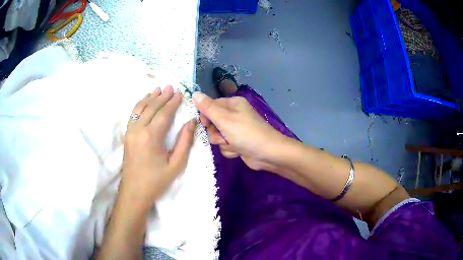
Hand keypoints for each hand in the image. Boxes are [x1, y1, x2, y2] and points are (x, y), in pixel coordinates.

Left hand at [120, 85, 195, 208]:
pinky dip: (140, 105)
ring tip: (158, 89)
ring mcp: (130, 131)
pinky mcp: (126, 135)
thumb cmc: (156, 180)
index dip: (173, 103)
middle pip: (151, 108)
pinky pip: (133, 114)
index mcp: (151, 137)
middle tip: (171, 87)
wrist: (134, 192)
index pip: (164, 114)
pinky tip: (145, 101)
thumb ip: (185, 142)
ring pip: (140, 108)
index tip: (180, 93)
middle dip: (162, 96)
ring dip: (150, 97)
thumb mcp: (176, 164)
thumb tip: (191, 122)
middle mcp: (138, 130)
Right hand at [192, 92, 286, 170]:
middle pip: (212, 123)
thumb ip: (208, 107)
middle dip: (216, 133)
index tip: (205, 124)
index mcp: (232, 104)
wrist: (267, 154)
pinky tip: (238, 151)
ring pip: (217, 136)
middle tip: (223, 136)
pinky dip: (230, 149)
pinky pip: (225, 145)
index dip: (206, 117)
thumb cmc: (246, 133)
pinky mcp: (238, 142)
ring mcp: (236, 130)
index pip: (210, 106)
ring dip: (223, 143)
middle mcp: (234, 115)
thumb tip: (194, 93)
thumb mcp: (224, 119)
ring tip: (234, 144)